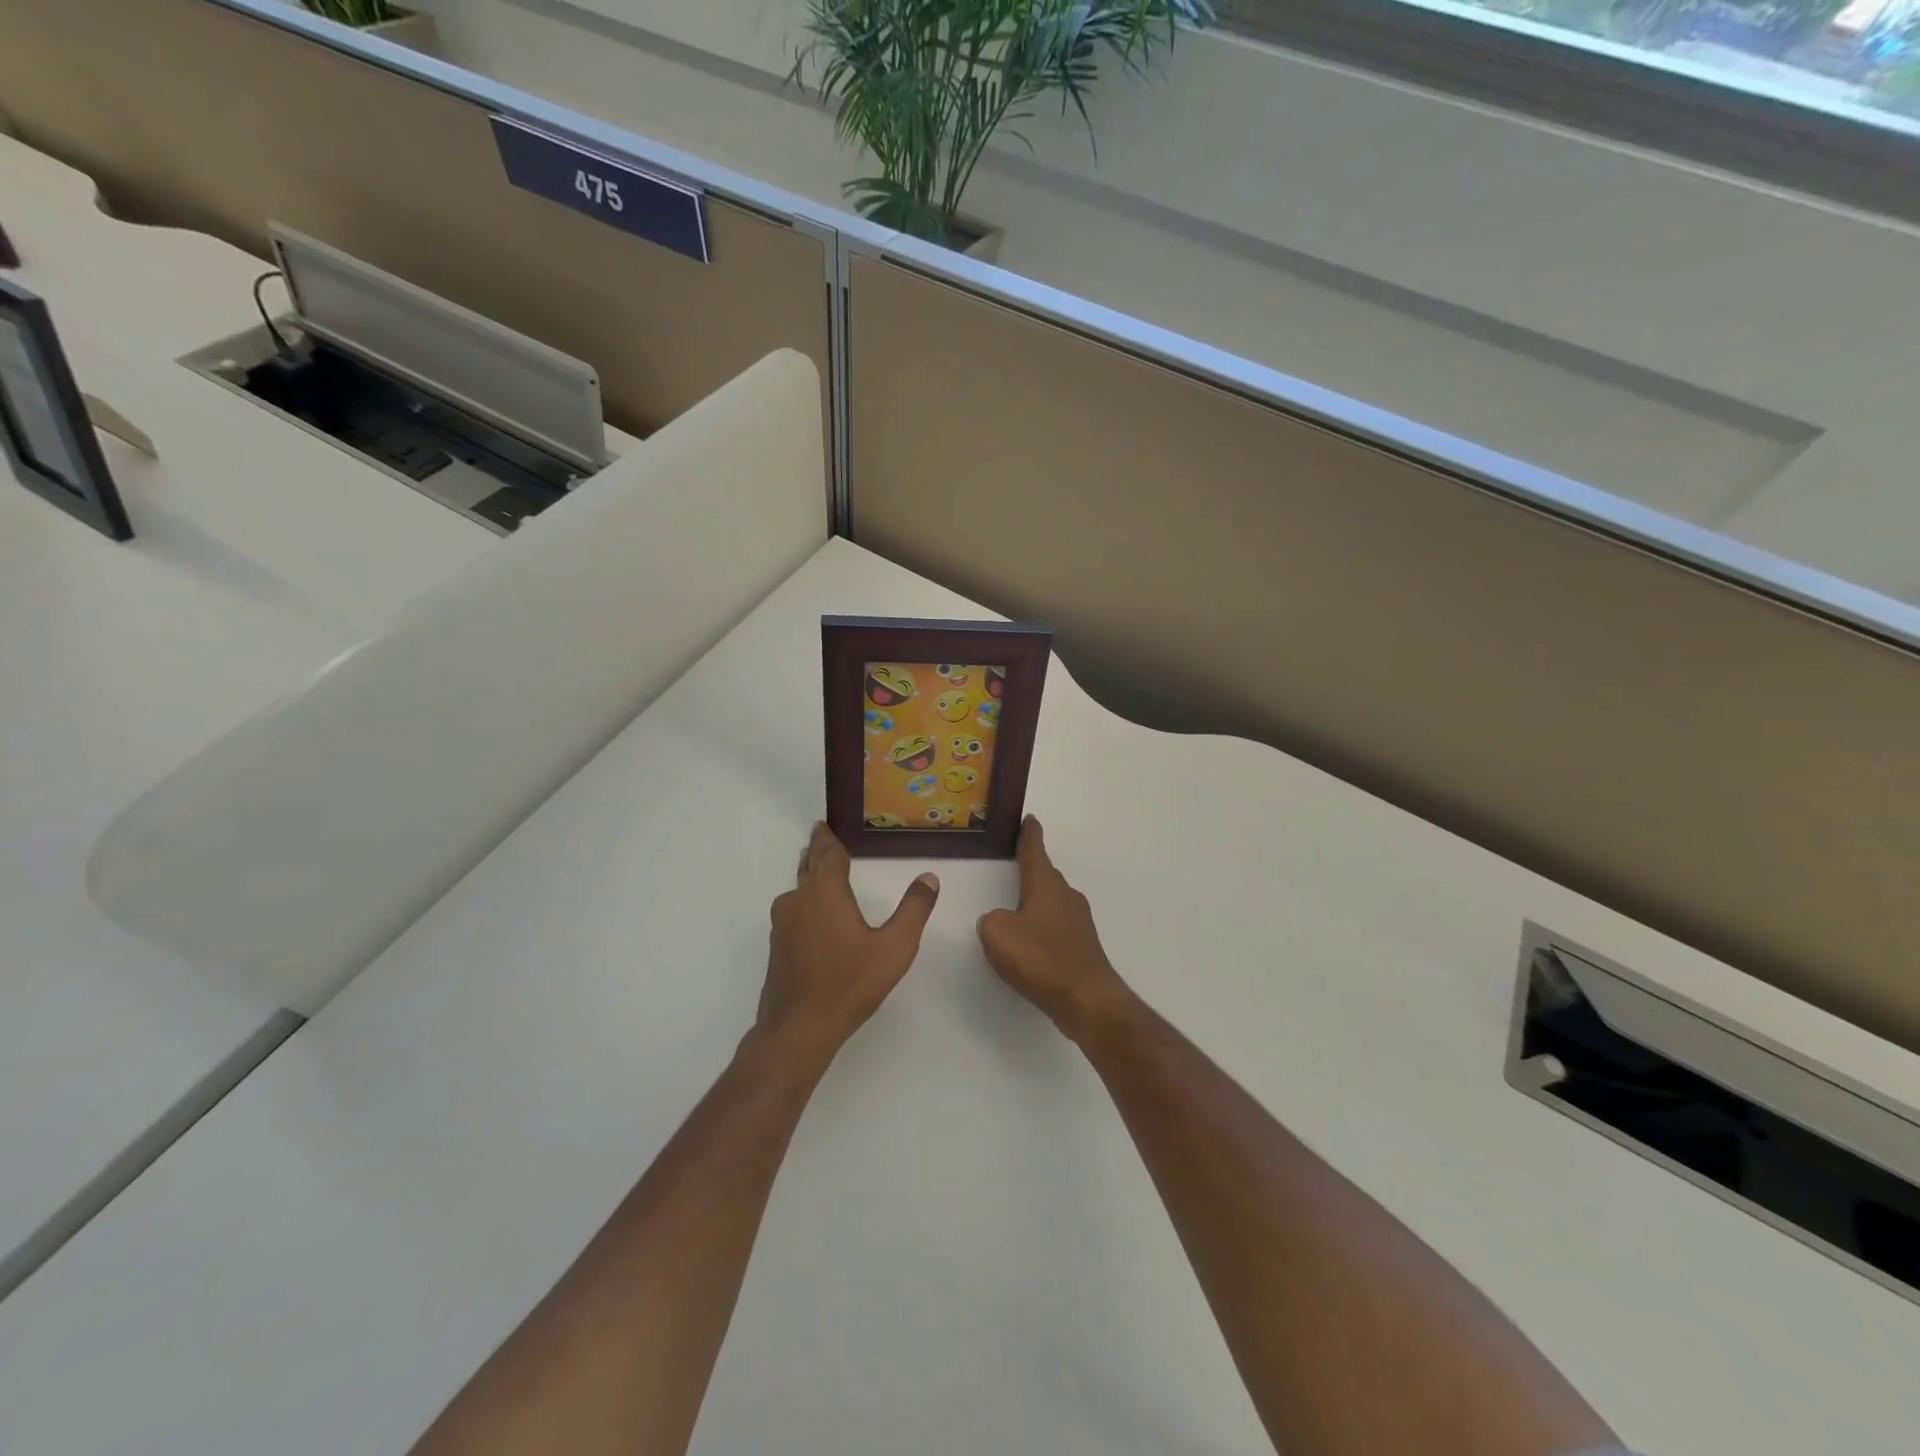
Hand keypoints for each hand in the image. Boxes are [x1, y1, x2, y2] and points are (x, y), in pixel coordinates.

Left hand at [755, 822, 939, 1068]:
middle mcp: (798, 901)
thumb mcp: (894, 948)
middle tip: (821, 838)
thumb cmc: (849, 984)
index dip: (827, 838)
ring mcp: (783, 925)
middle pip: (807, 867)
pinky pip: (794, 912)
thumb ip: (913, 910)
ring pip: (798, 890)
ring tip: (822, 873)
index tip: (823, 825)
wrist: (798, 1029)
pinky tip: (816, 917)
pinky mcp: (777, 947)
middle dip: (816, 852)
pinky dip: (805, 903)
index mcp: (825, 893)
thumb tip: (929, 877)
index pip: (826, 854)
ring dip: (809, 877)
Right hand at [978, 818, 1133, 1041]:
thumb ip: (992, 921)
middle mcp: (1066, 896)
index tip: (1030, 818)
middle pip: (1045, 876)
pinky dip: (1044, 927)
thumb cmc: (1040, 958)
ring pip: (1052, 901)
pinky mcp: (1083, 945)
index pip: (1035, 851)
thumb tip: (1002, 921)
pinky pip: (1057, 925)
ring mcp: (1078, 921)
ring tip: (1018, 908)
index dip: (1029, 834)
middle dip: (1031, 870)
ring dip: (1037, 902)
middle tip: (1015, 864)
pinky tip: (1032, 944)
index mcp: (1045, 885)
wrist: (1086, 999)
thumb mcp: (997, 934)